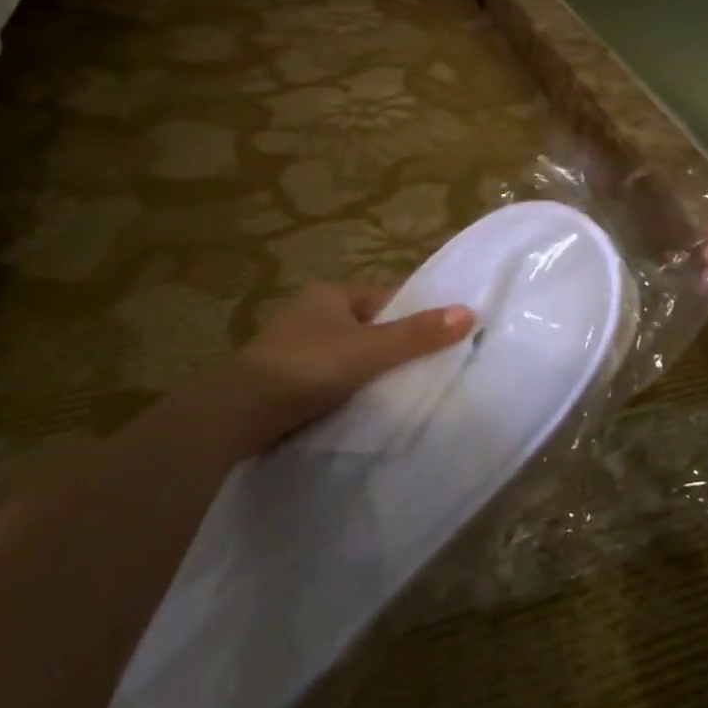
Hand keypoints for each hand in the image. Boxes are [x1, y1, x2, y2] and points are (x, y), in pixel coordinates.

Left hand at [196, 283, 472, 453]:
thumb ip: (417, 335)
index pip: (386, 299)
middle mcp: (311, 313)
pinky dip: (344, 390)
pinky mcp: (282, 380)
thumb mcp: (370, 351)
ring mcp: (293, 347)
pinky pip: (328, 378)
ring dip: (366, 372)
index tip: (437, 344)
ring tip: (393, 395)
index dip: (413, 318)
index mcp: (331, 293)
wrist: (237, 415)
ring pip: (348, 355)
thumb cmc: (307, 368)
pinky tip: (358, 408)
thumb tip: (470, 312)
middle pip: (368, 328)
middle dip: (391, 349)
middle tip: (420, 374)